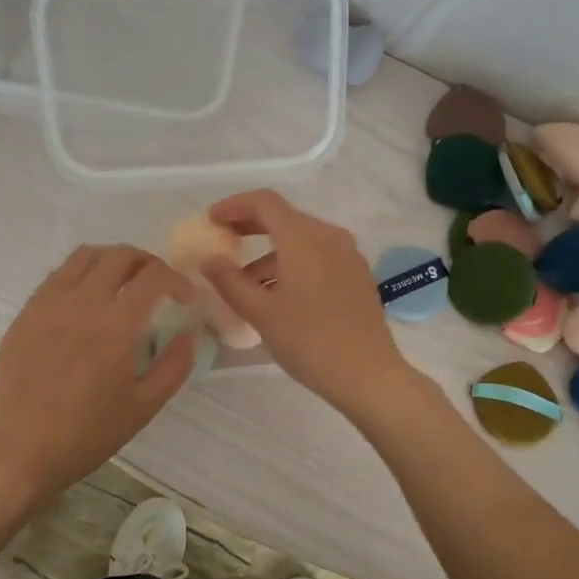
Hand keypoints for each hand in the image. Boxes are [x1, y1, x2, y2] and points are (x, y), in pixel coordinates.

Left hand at [0, 245, 197, 509]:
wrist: (13, 452)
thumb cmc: (83, 436)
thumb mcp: (142, 408)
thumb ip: (174, 367)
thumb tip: (190, 335)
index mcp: (116, 325)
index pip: (154, 276)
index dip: (177, 280)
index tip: (187, 298)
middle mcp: (82, 301)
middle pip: (120, 256)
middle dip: (148, 262)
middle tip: (159, 285)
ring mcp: (49, 303)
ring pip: (86, 256)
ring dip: (113, 260)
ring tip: (124, 282)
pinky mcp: (26, 312)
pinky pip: (58, 274)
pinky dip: (82, 273)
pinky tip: (87, 298)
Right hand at [200, 189, 411, 413]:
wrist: (368, 375)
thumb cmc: (309, 341)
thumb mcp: (261, 313)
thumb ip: (229, 281)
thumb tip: (209, 259)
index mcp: (304, 238)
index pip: (265, 203)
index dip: (234, 206)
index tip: (211, 219)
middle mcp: (329, 237)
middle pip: (285, 218)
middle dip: (251, 226)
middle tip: (224, 241)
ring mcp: (348, 256)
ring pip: (302, 240)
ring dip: (271, 253)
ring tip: (246, 284)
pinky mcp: (357, 276)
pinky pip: (319, 257)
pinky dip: (293, 264)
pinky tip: (279, 294)